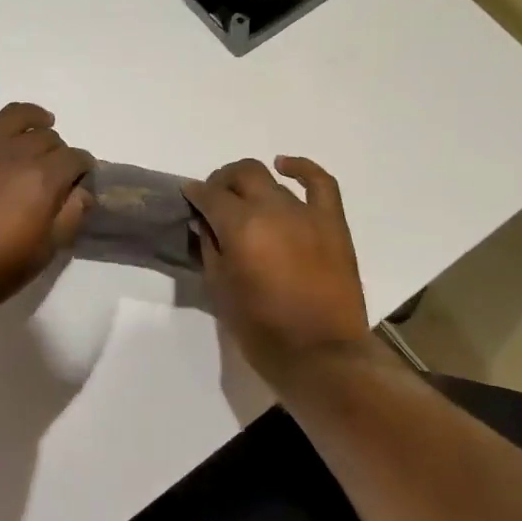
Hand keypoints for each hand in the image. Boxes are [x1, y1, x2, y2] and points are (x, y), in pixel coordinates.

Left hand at [0, 51, 93, 326]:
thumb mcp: (46, 252)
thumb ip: (71, 215)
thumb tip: (83, 189)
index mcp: (43, 178)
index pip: (75, 159)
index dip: (82, 169)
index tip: (81, 182)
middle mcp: (15, 152)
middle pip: (47, 138)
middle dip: (59, 152)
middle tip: (55, 173)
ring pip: (15, 116)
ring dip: (34, 117)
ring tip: (42, 121)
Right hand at [184, 156, 374, 386]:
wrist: (321, 354)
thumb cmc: (261, 328)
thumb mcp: (220, 289)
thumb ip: (210, 248)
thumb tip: (204, 223)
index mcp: (241, 227)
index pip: (209, 195)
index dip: (195, 193)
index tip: (188, 198)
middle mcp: (272, 209)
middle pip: (242, 174)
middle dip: (222, 181)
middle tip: (214, 199)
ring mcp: (306, 213)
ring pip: (272, 181)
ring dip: (252, 186)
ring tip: (244, 200)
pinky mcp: (332, 223)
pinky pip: (321, 183)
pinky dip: (302, 169)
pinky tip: (286, 166)